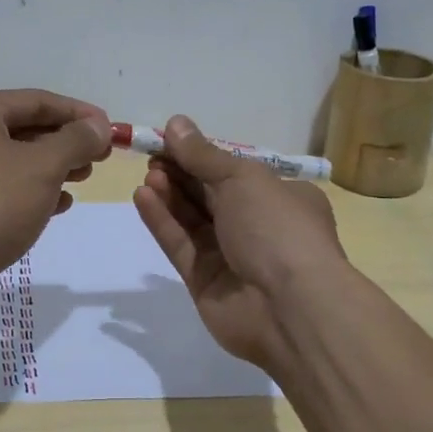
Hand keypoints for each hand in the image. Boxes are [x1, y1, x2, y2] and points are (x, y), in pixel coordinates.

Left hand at [0, 88, 111, 305]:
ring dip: (50, 168)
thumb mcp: (42, 167)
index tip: (111, 129)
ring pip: (10, 158)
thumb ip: (75, 141)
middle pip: (22, 128)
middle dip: (64, 143)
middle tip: (99, 158)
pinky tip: (56, 204)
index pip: (36, 100)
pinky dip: (27, 190)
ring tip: (83, 180)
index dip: (78, 114)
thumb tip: (99, 125)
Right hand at [131, 115, 346, 371]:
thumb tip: (176, 123)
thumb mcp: (242, 178)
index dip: (201, 155)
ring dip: (170, 195)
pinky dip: (163, 222)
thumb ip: (203, 155)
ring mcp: (232, 256)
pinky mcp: (206, 282)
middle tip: (152, 156)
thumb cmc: (276, 228)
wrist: (289, 308)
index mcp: (282, 197)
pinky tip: (143, 198)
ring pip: (193, 220)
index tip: (168, 141)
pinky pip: (181, 245)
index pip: (235, 171)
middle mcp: (258, 226)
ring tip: (147, 176)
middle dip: (181, 174)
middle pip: (210, 195)